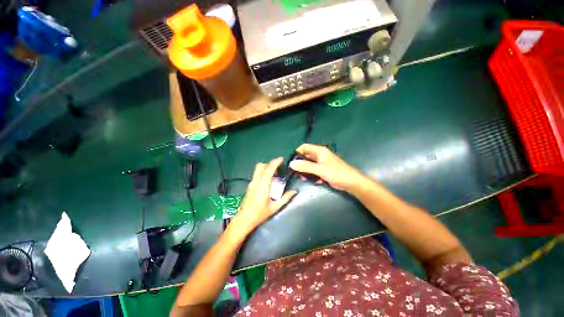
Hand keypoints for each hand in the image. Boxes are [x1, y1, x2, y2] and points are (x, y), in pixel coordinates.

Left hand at [230, 157, 296, 236]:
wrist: (244, 220)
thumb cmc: (260, 214)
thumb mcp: (275, 207)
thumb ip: (285, 198)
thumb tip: (294, 191)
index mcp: (263, 185)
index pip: (269, 169)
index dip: (275, 162)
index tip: (281, 159)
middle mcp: (256, 181)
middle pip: (260, 166)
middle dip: (269, 163)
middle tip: (278, 167)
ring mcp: (251, 183)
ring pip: (257, 170)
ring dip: (266, 167)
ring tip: (274, 173)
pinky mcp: (249, 186)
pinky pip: (256, 175)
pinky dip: (263, 173)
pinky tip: (268, 181)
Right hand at [289, 144, 365, 191]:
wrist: (351, 182)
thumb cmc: (336, 173)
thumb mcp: (319, 169)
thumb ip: (305, 166)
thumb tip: (291, 163)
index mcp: (319, 151)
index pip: (304, 147)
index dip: (297, 152)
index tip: (291, 161)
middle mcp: (319, 155)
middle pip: (306, 156)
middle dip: (300, 163)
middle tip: (295, 171)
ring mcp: (322, 163)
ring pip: (309, 164)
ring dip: (305, 170)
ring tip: (303, 178)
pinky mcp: (323, 170)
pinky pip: (314, 170)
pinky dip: (312, 175)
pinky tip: (313, 181)